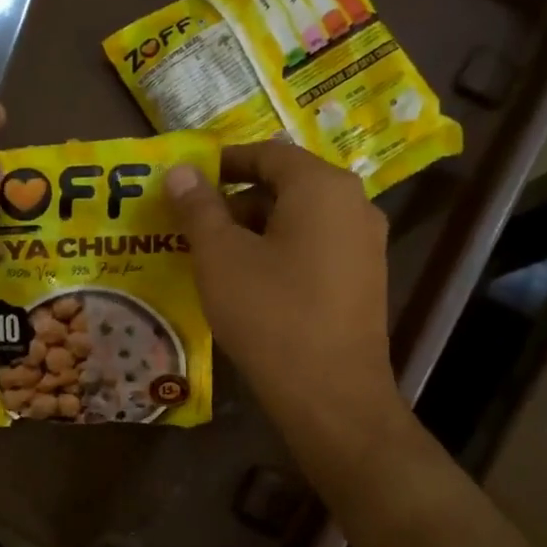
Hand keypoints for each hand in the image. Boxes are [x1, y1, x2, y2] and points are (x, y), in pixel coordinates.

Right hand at [165, 142, 409, 468]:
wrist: (330, 394)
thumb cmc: (270, 314)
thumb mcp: (221, 257)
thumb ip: (199, 207)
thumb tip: (181, 170)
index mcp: (322, 187)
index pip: (267, 153)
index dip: (224, 162)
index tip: (188, 180)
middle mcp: (354, 205)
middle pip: (286, 186)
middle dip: (235, 202)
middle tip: (193, 227)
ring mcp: (365, 246)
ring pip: (300, 222)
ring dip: (255, 231)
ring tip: (214, 260)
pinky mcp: (364, 282)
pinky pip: (315, 250)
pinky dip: (279, 254)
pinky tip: (250, 287)